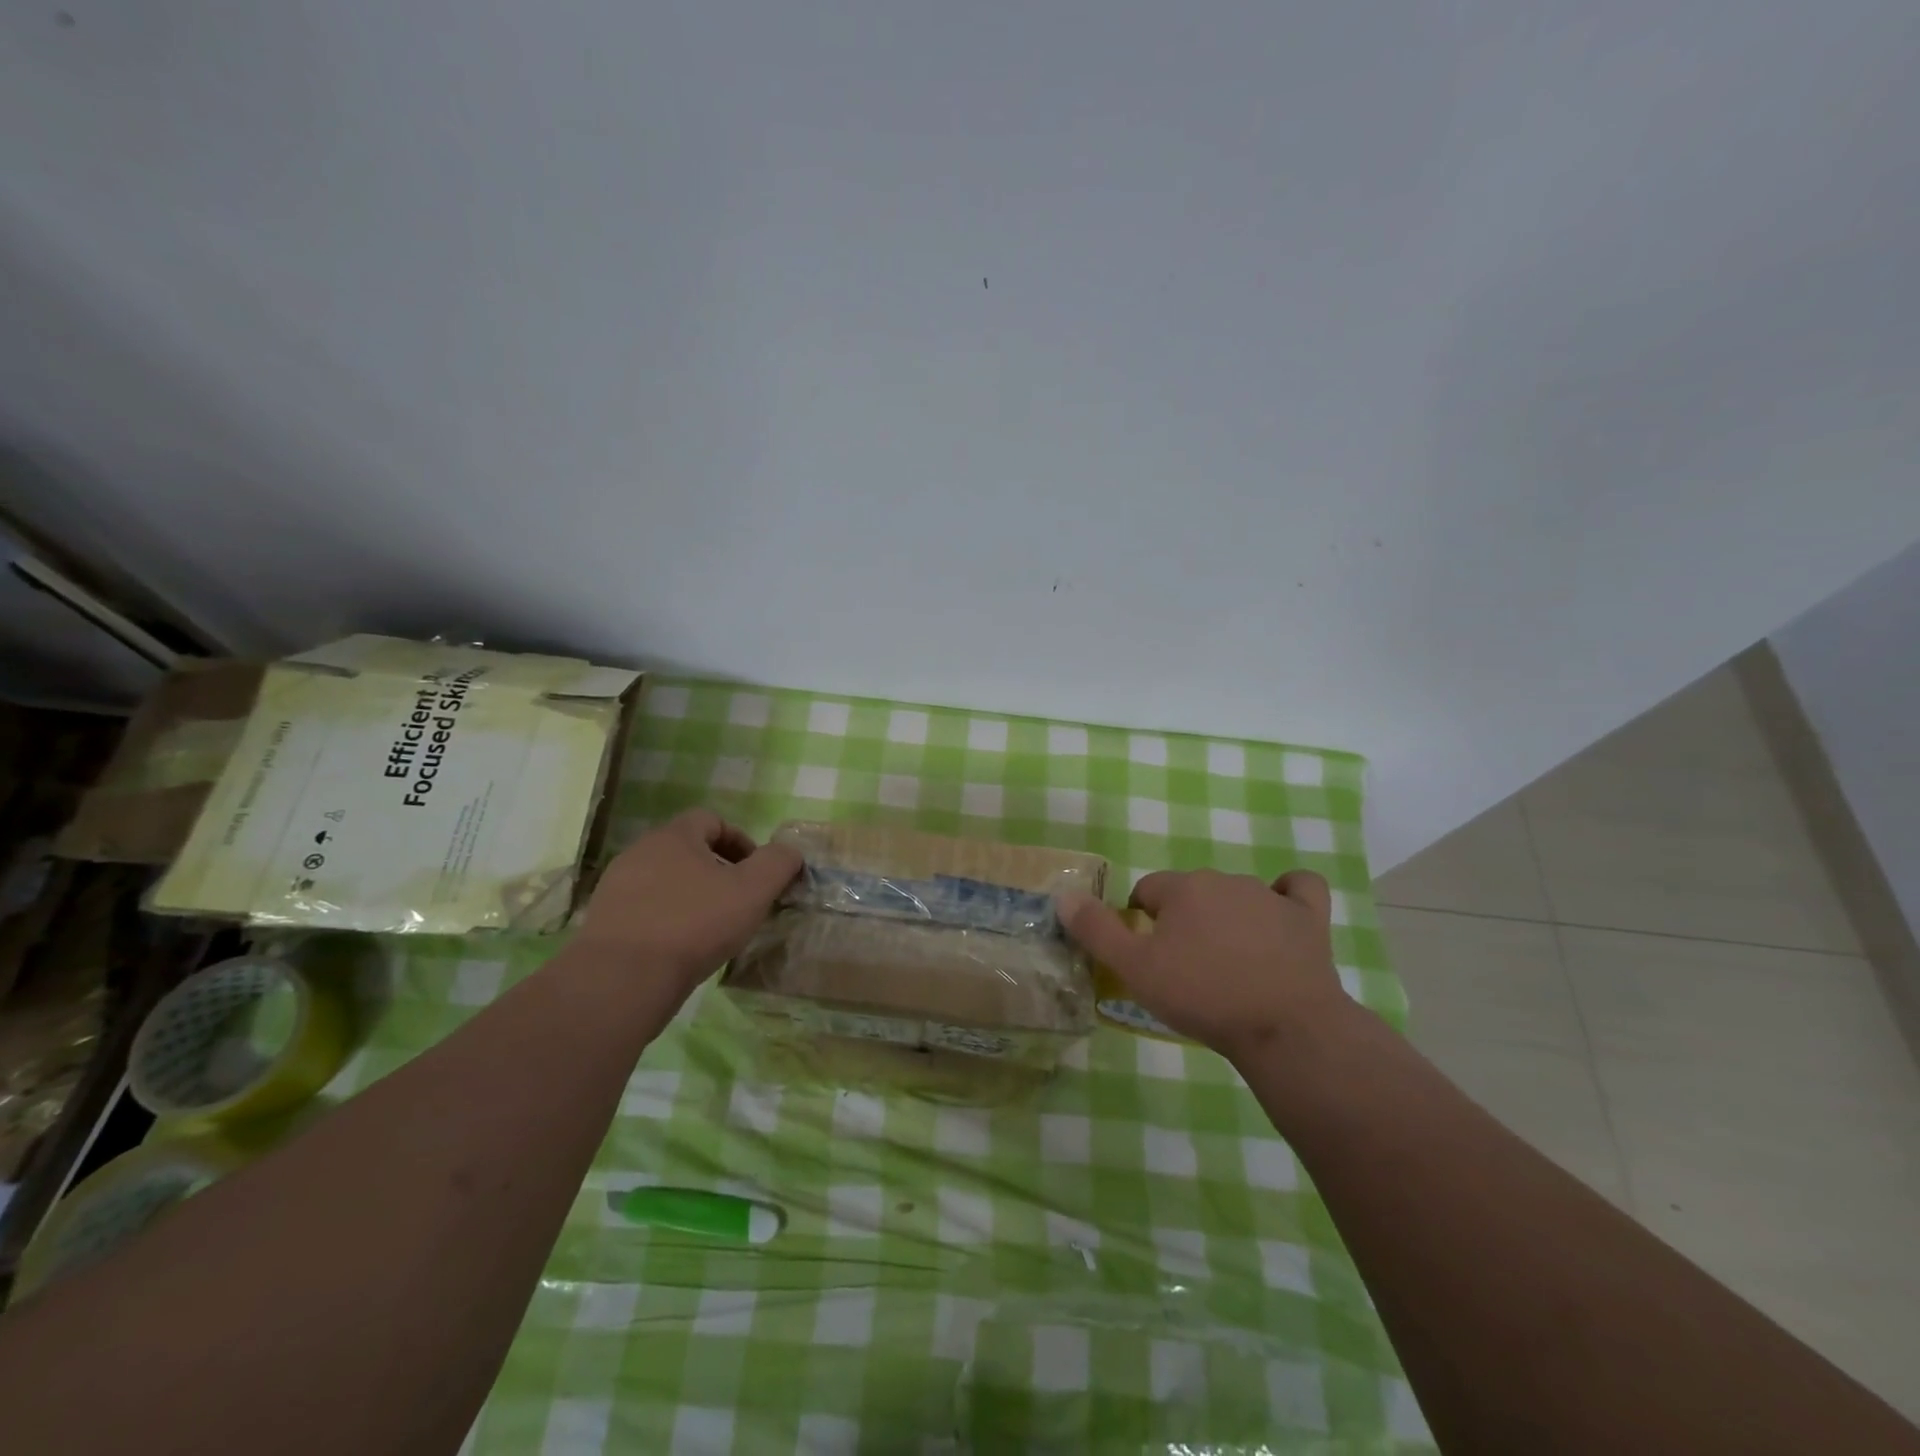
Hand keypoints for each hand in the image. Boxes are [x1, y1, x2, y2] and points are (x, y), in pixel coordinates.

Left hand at [576, 809, 801, 987]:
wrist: (621, 980)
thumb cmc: (694, 925)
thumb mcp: (753, 891)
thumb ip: (778, 863)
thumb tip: (788, 852)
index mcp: (674, 836)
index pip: (711, 820)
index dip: (740, 841)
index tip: (756, 872)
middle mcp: (640, 852)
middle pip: (687, 850)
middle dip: (717, 870)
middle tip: (738, 901)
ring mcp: (616, 888)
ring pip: (665, 881)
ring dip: (692, 897)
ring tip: (712, 929)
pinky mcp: (603, 922)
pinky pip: (645, 910)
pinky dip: (667, 921)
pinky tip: (681, 949)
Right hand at [1058, 868, 1353, 1060]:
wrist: (1284, 1027)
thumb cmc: (1202, 996)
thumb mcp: (1134, 969)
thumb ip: (1096, 929)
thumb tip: (1064, 895)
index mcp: (1181, 888)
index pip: (1147, 890)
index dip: (1141, 921)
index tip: (1150, 958)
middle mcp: (1223, 880)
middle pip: (1191, 892)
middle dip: (1183, 920)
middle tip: (1186, 968)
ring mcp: (1270, 895)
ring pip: (1236, 895)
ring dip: (1226, 918)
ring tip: (1230, 966)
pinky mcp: (1308, 917)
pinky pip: (1298, 889)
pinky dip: (1288, 897)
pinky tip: (1281, 917)